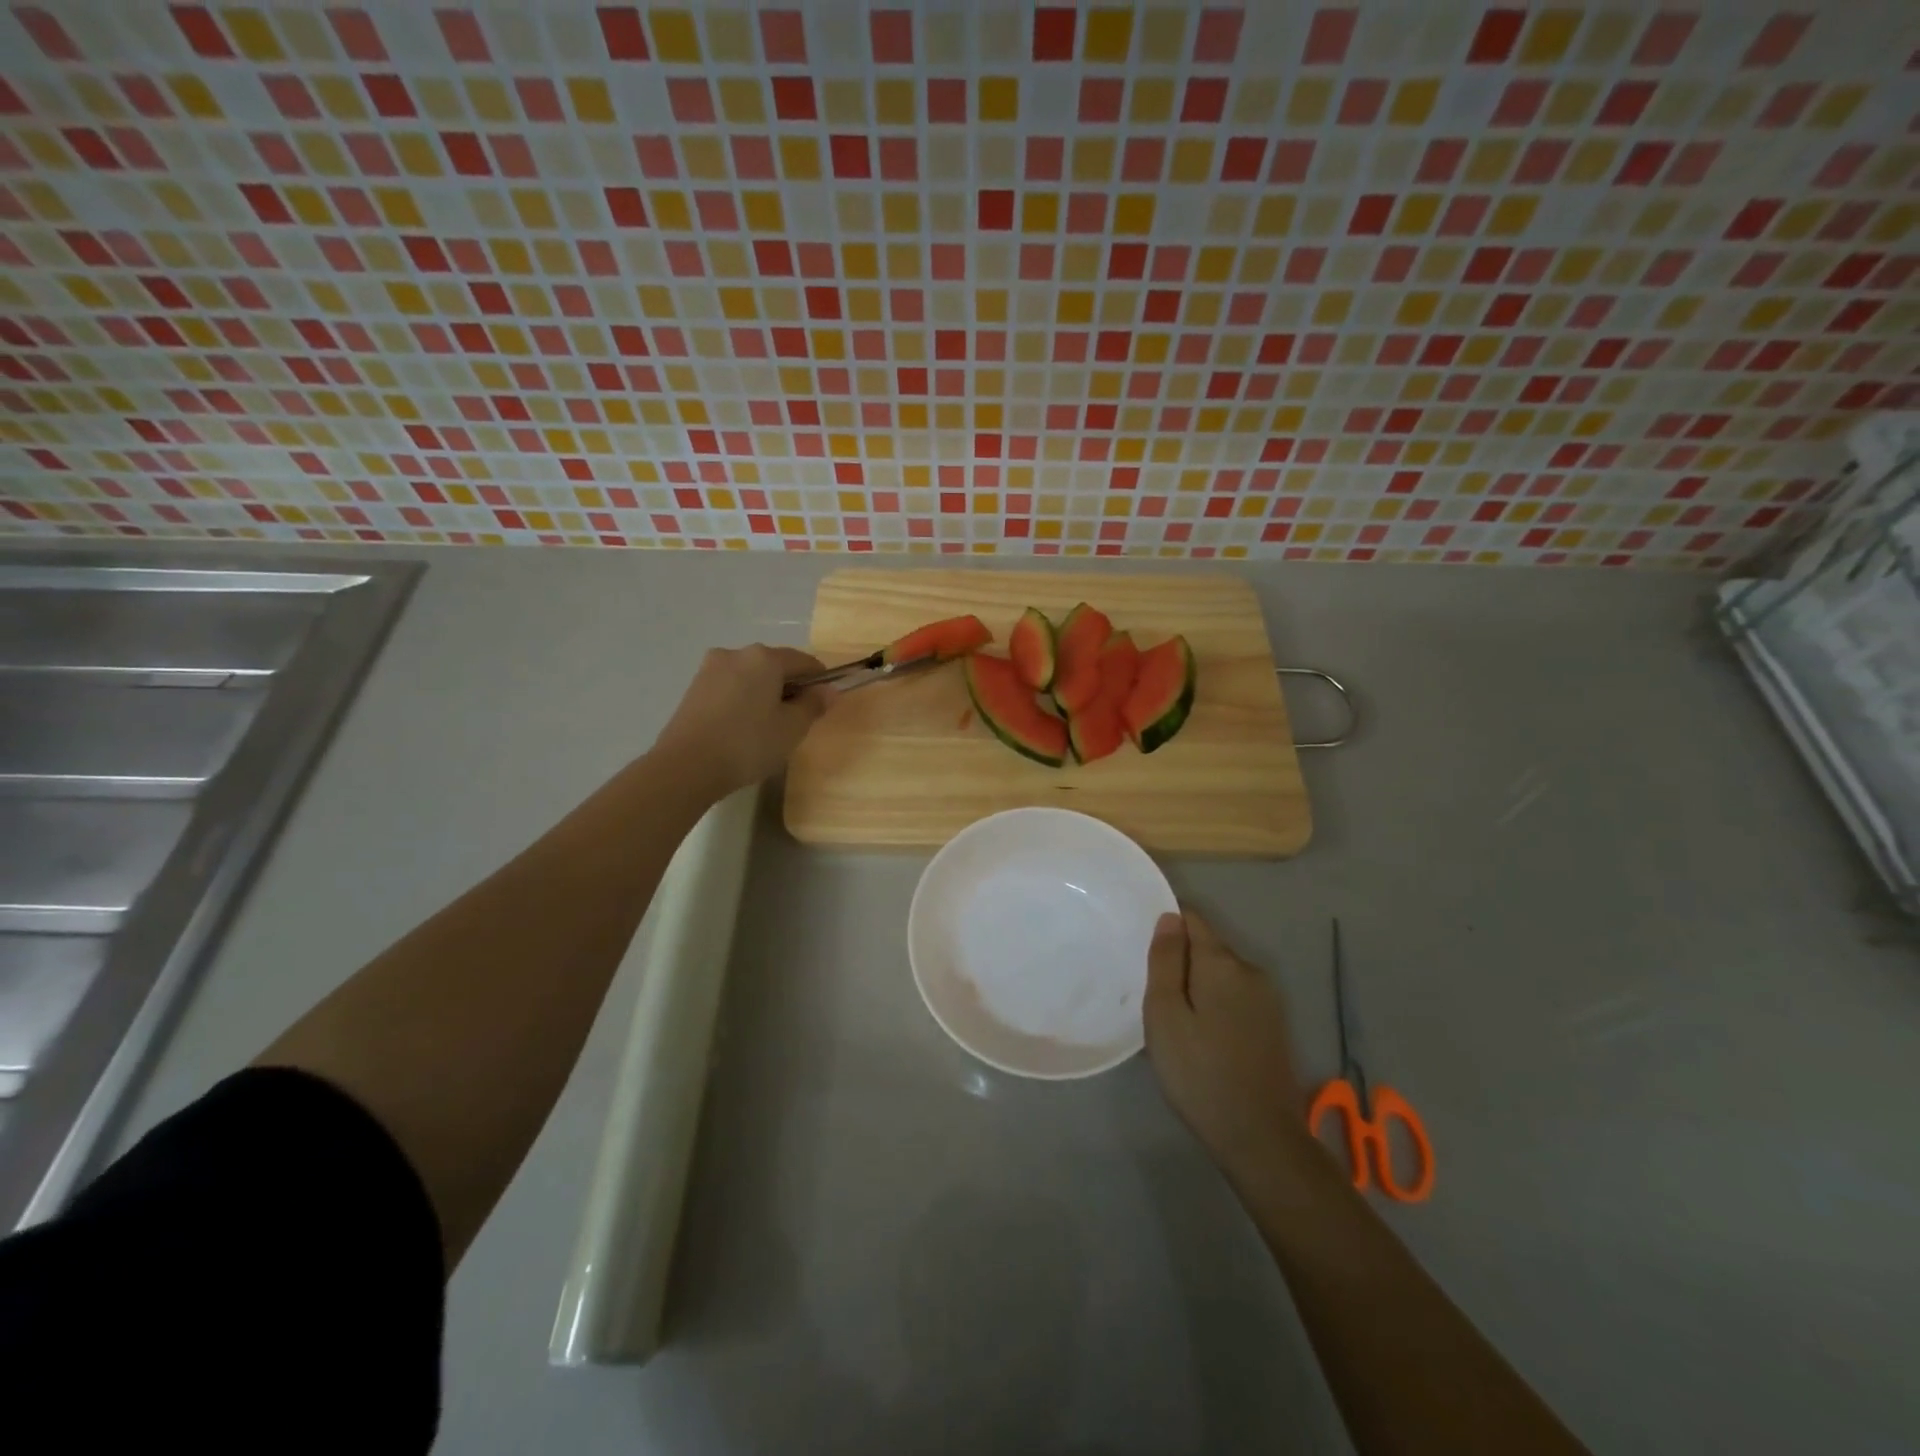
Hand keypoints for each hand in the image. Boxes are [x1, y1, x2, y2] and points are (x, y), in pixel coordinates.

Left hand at [653, 645, 834, 794]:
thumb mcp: (792, 728)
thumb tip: (829, 690)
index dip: (820, 681)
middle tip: (796, 722)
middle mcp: (736, 653)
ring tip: (766, 728)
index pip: (805, 661)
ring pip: (750, 677)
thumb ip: (814, 705)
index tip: (823, 706)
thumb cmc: (748, 744)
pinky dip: (743, 701)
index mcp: (764, 658)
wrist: (686, 766)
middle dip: (790, 687)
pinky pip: (730, 688)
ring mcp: (710, 669)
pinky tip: (742, 729)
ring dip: (765, 694)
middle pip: (775, 665)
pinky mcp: (694, 688)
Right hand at [1145, 909, 1312, 1186]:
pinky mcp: (1274, 1026)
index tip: (1144, 952)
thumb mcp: (1165, 1014)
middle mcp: (1251, 971)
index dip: (1166, 926)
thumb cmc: (1199, 1072)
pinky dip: (1215, 1006)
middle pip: (1207, 947)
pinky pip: (1236, 998)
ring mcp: (1268, 1000)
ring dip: (1198, 986)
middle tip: (1153, 997)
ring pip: (1221, 975)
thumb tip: (1170, 917)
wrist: (1260, 1138)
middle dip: (1180, 961)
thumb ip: (1165, 960)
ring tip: (1175, 1022)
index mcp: (1223, 963)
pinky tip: (1202, 1039)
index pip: (1192, 919)